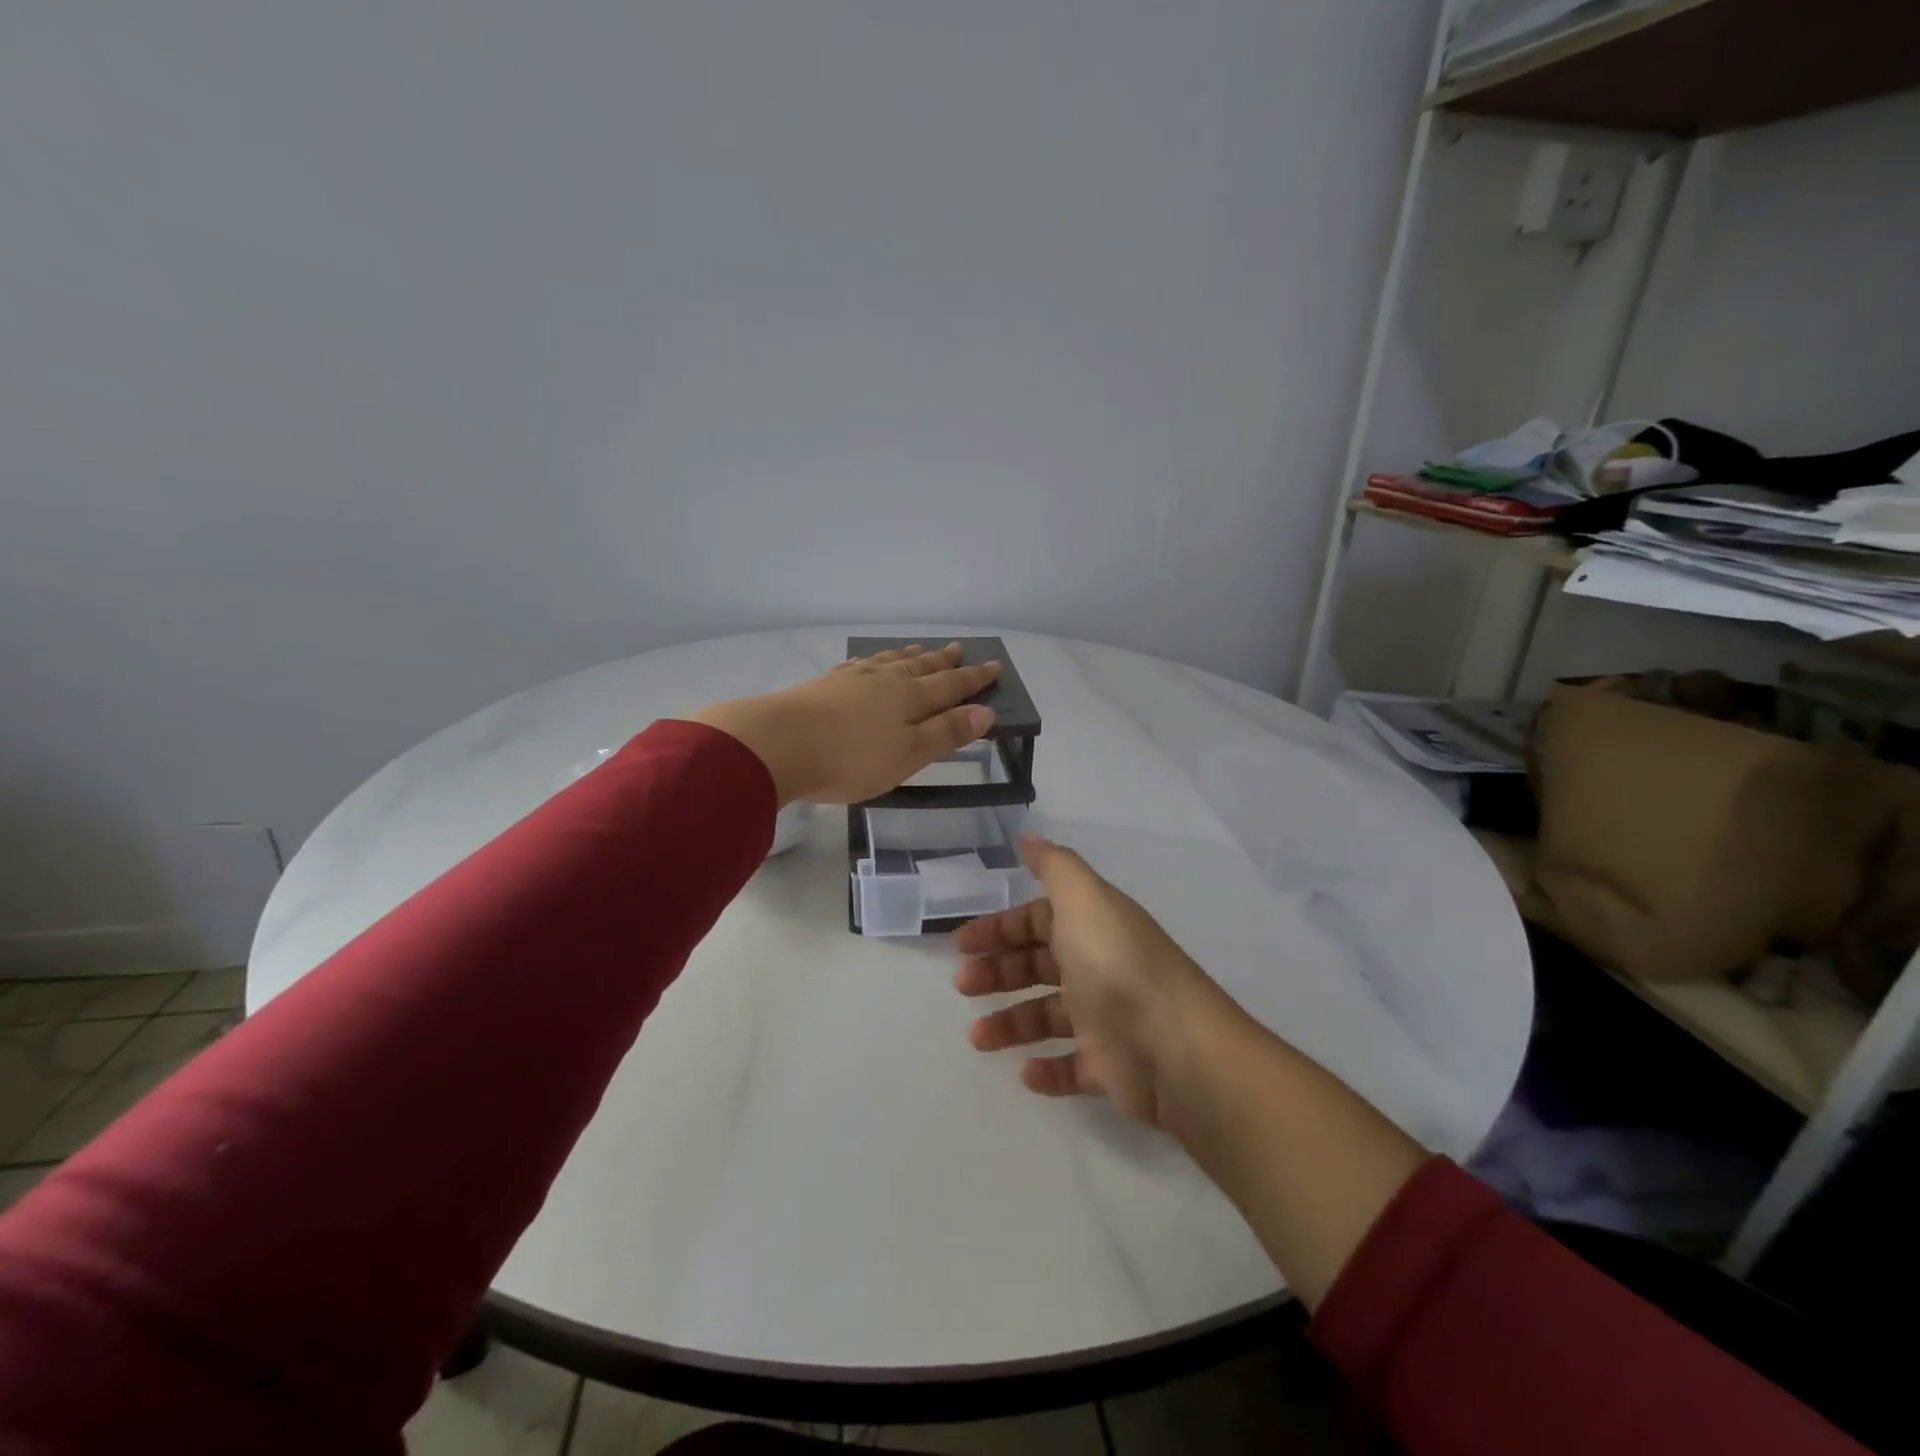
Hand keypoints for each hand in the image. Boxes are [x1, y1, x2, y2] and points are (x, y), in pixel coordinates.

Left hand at [692, 642, 1001, 805]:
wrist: (778, 743)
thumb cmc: (851, 758)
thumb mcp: (908, 754)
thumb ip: (945, 733)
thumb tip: (986, 712)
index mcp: (909, 699)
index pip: (950, 686)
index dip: (973, 679)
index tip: (994, 666)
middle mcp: (885, 681)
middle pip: (920, 668)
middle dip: (943, 661)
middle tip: (958, 648)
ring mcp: (852, 680)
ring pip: (889, 662)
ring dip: (909, 656)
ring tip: (920, 649)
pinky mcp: (824, 685)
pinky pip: (859, 665)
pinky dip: (873, 661)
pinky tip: (868, 663)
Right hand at [955, 836, 1219, 1126]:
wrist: (1175, 1047)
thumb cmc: (1117, 964)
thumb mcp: (1083, 898)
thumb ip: (1054, 866)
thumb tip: (1028, 837)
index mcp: (1092, 926)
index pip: (1039, 921)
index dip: (1002, 928)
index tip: (963, 943)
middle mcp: (1099, 967)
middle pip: (1039, 965)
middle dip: (998, 972)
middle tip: (963, 985)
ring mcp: (1107, 1019)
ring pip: (1048, 1017)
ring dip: (1011, 1023)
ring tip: (979, 1038)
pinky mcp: (1112, 1067)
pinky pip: (1072, 1067)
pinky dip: (1047, 1069)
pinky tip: (1025, 1071)